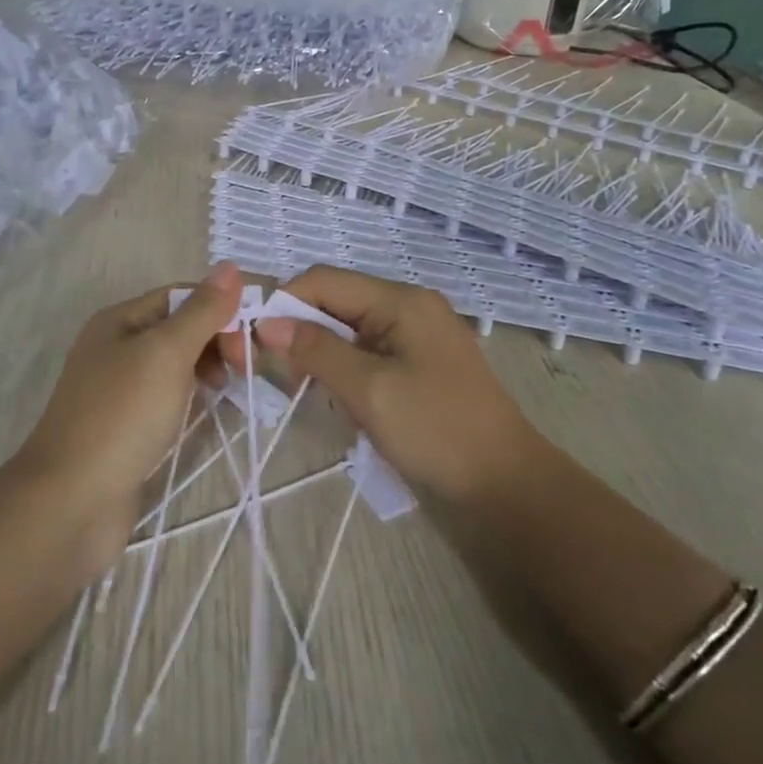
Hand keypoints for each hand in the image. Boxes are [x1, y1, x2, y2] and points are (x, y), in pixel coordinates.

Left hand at [11, 261, 242, 545]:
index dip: (219, 307)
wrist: (71, 502)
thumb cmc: (122, 416)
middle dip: (216, 338)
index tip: (252, 336)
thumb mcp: (166, 353)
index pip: (181, 296)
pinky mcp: (125, 426)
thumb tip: (231, 266)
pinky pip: (167, 396)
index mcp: (119, 320)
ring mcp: (118, 389)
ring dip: (207, 367)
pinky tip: (205, 411)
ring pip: (175, 364)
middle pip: (179, 328)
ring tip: (229, 388)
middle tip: (245, 367)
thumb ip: (201, 311)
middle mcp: (115, 347)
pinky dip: (191, 396)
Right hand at [238, 265, 538, 503]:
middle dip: (304, 330)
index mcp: (401, 300)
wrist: (506, 483)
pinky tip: (341, 398)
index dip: (286, 303)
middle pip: (338, 300)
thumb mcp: (369, 390)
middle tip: (282, 373)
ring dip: (324, 353)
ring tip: (310, 390)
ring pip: (350, 327)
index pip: (326, 280)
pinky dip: (347, 368)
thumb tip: (268, 323)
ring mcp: (418, 333)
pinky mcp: (421, 361)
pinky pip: (370, 350)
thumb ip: (317, 350)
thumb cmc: (436, 430)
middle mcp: (409, 305)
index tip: (257, 341)